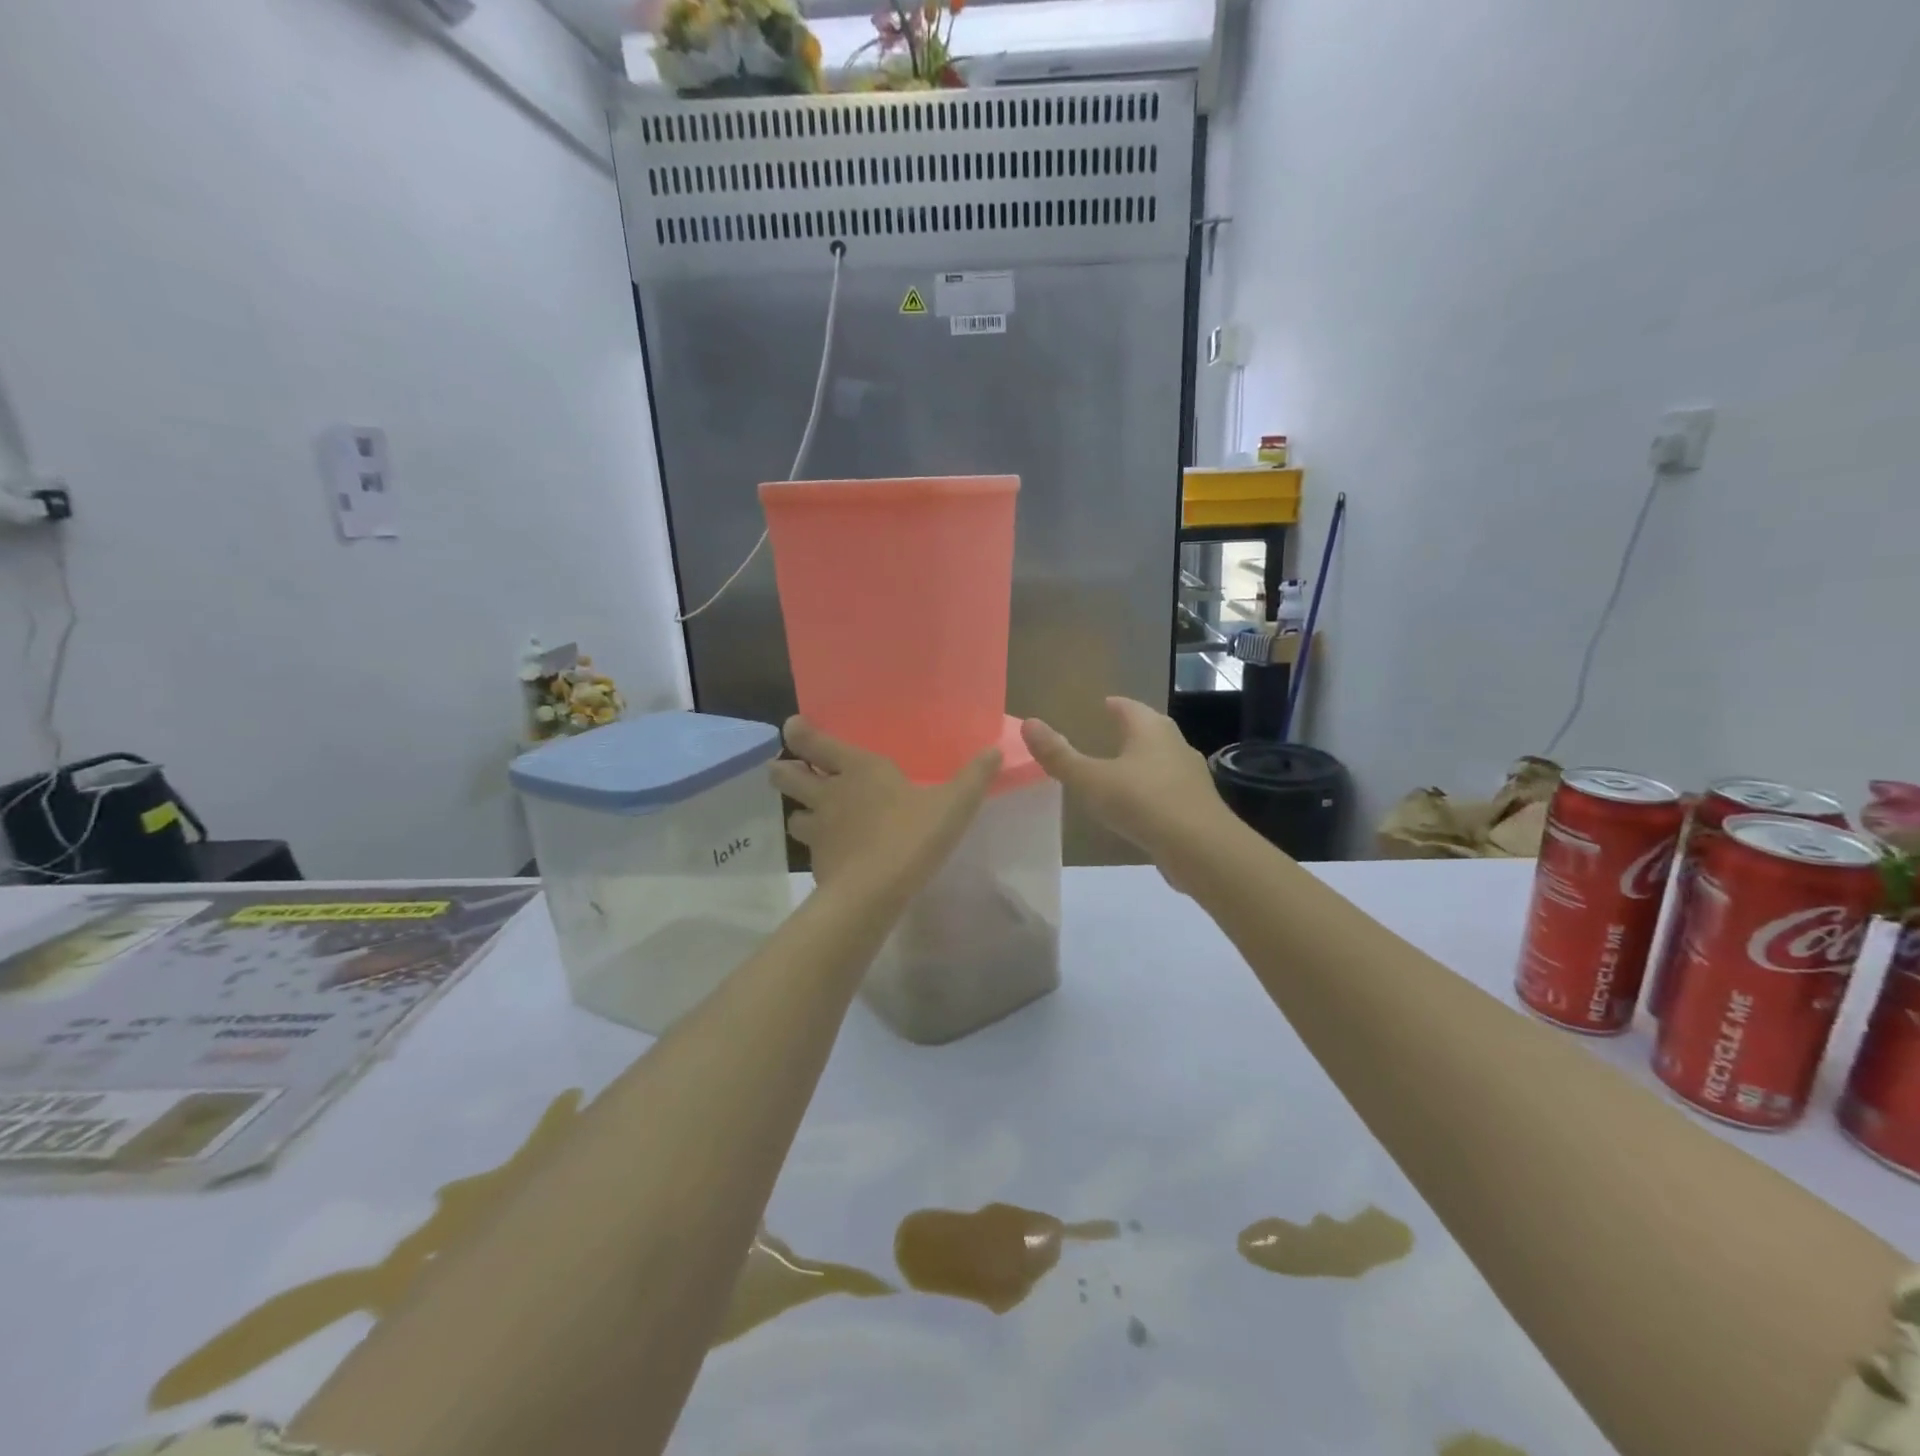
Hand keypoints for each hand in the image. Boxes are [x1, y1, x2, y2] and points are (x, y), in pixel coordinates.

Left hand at [772, 718, 1000, 902]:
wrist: (875, 892)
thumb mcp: (954, 804)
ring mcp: (819, 830)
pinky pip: (809, 849)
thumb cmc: (912, 836)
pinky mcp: (817, 863)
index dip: (800, 733)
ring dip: (799, 811)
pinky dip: (816, 847)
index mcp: (858, 769)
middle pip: (787, 776)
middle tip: (786, 769)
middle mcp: (830, 794)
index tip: (792, 727)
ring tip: (809, 815)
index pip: (815, 743)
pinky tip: (832, 853)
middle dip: (783, 771)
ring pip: (793, 815)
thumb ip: (974, 777)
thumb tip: (995, 750)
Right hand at [1020, 698, 1230, 879]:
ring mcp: (1190, 776)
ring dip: (1142, 762)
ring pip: (1161, 760)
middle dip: (1130, 731)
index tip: (1101, 705)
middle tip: (1107, 734)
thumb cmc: (1142, 802)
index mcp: (1150, 729)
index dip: (1114, 705)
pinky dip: (1152, 790)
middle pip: (1150, 730)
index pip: (1129, 707)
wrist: (1201, 848)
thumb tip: (1028, 723)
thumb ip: (1059, 755)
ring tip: (1119, 771)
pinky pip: (1168, 789)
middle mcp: (1174, 744)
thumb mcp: (1090, 780)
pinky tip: (1139, 806)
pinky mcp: (1196, 806)